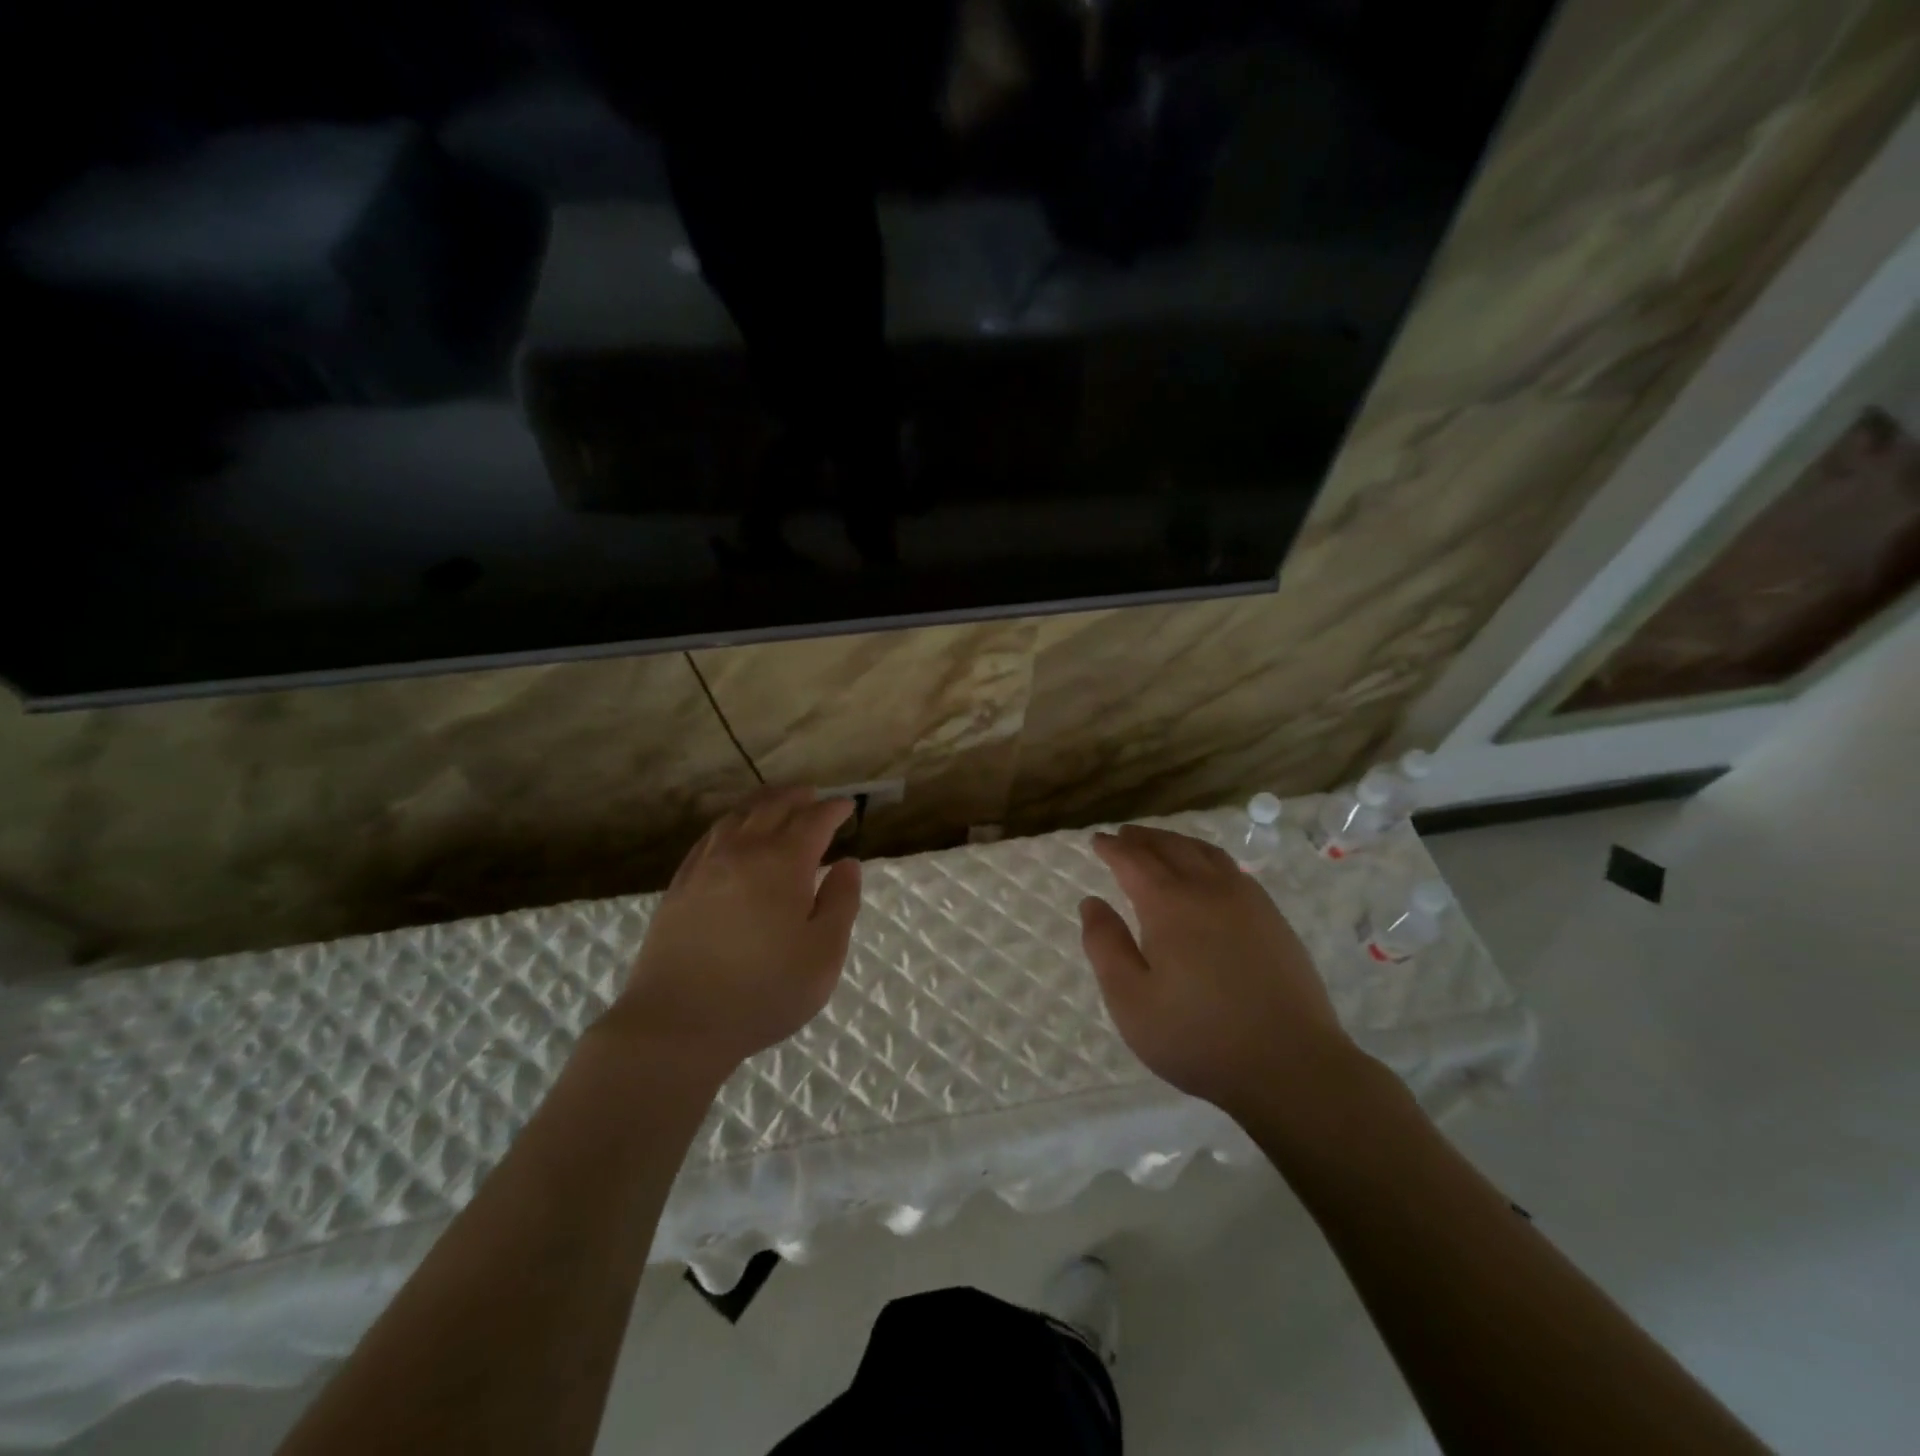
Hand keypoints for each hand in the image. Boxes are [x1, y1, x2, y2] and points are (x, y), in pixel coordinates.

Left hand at [600, 786, 862, 1086]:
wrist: (677, 1023)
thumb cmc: (763, 991)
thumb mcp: (823, 954)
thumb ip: (841, 903)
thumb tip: (848, 864)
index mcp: (783, 864)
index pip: (813, 821)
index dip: (833, 810)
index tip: (847, 806)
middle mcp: (743, 852)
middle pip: (772, 807)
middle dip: (797, 796)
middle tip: (814, 795)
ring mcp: (705, 866)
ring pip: (737, 817)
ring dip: (762, 802)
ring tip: (776, 802)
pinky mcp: (680, 885)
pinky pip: (708, 837)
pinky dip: (729, 824)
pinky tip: (731, 833)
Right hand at [1079, 825, 1358, 1119]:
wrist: (1291, 1066)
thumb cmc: (1198, 1037)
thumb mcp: (1131, 1000)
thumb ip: (1105, 946)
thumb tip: (1091, 902)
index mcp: (1170, 905)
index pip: (1134, 860)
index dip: (1112, 847)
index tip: (1097, 840)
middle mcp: (1208, 889)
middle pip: (1171, 847)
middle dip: (1143, 838)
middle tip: (1123, 835)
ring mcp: (1247, 901)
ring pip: (1206, 853)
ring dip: (1177, 842)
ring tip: (1160, 844)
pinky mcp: (1273, 919)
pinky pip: (1233, 869)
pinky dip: (1208, 857)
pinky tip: (1207, 873)